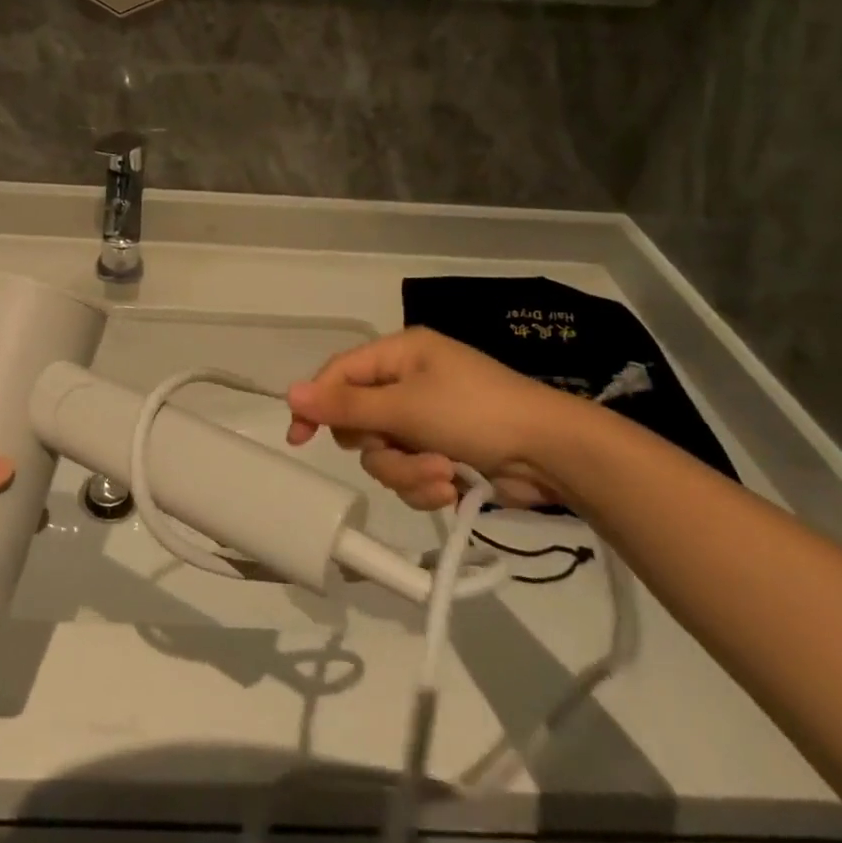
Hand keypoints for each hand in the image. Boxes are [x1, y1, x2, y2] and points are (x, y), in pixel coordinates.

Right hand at [286, 328, 595, 510]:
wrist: (552, 454)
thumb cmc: (476, 413)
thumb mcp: (405, 406)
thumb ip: (345, 404)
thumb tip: (289, 393)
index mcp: (400, 354)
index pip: (340, 373)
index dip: (317, 403)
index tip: (299, 438)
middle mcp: (408, 383)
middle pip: (359, 419)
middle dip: (379, 445)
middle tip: (399, 449)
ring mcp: (426, 419)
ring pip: (383, 453)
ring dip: (406, 471)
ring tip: (440, 477)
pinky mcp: (442, 452)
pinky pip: (409, 472)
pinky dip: (424, 484)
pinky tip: (451, 487)